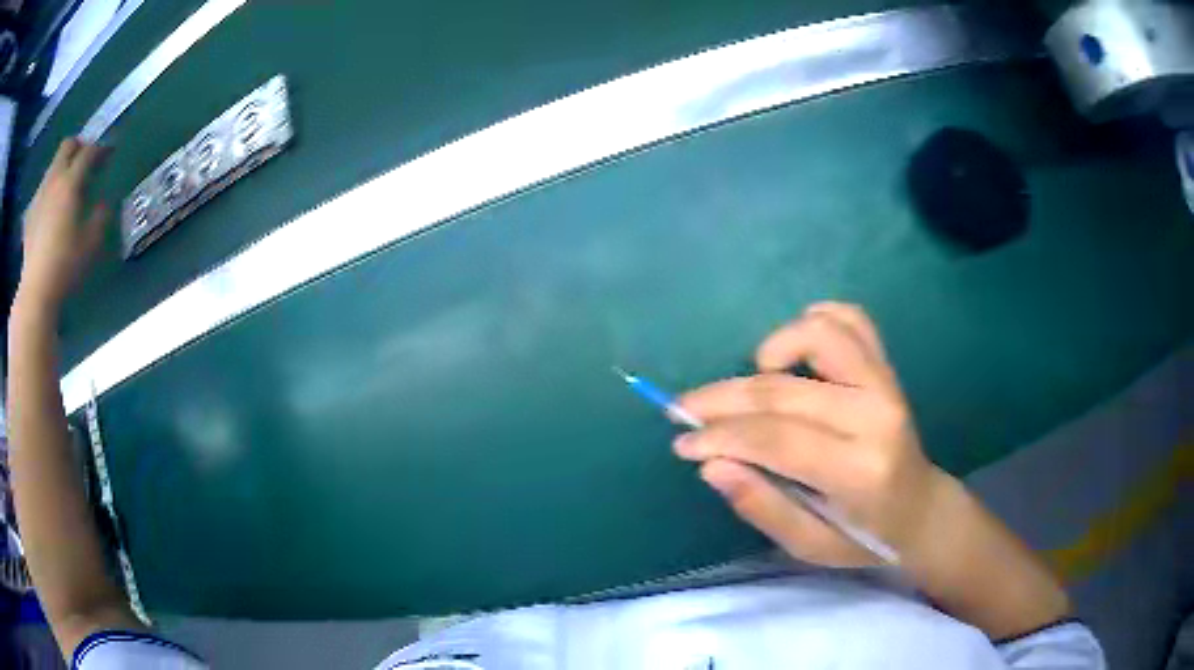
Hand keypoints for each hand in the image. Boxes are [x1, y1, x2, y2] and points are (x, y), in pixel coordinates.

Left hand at [17, 138, 111, 313]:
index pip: (89, 152)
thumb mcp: (91, 243)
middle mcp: (54, 179)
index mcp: (70, 181)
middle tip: (86, 159)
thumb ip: (101, 216)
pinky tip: (50, 208)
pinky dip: (49, 190)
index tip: (109, 154)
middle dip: (79, 146)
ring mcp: (39, 195)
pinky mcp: (30, 214)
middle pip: (67, 146)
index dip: (101, 150)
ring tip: (68, 185)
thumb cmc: (65, 266)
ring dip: (63, 167)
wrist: (35, 292)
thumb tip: (104, 202)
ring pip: (53, 166)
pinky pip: (42, 190)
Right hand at [673, 302, 948, 566]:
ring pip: (820, 335)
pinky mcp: (887, 367)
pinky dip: (815, 321)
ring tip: (752, 378)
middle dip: (722, 399)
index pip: (776, 438)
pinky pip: (852, 321)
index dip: (721, 436)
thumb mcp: (809, 545)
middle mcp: (875, 416)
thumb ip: (762, 505)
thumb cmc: (864, 536)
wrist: (920, 509)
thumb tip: (711, 464)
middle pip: (783, 391)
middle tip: (685, 410)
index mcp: (859, 470)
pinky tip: (793, 351)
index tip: (683, 441)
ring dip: (773, 348)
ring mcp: (885, 383)